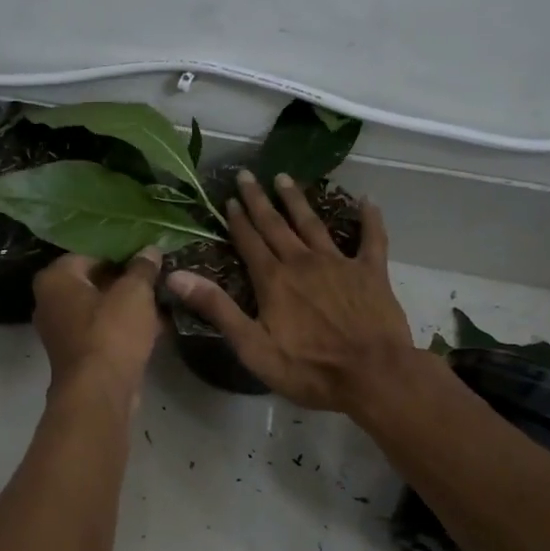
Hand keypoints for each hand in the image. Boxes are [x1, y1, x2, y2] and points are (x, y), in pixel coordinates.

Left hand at [32, 250, 163, 405]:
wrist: (99, 393)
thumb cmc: (111, 332)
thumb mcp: (135, 292)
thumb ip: (143, 268)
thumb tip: (150, 250)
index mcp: (55, 279)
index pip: (90, 253)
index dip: (121, 253)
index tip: (147, 257)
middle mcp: (50, 302)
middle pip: (94, 281)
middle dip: (126, 281)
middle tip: (157, 277)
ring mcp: (61, 331)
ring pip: (101, 308)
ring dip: (129, 306)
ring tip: (162, 299)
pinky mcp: (77, 355)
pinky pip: (103, 331)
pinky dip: (124, 328)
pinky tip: (157, 326)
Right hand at [165, 171, 417, 412]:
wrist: (373, 375)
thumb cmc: (309, 368)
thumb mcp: (253, 346)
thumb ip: (217, 308)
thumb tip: (176, 276)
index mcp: (274, 279)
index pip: (249, 241)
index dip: (237, 219)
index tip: (228, 198)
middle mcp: (303, 262)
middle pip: (276, 225)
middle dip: (259, 200)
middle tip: (248, 175)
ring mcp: (339, 263)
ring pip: (313, 224)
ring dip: (297, 200)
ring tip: (285, 178)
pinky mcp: (371, 272)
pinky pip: (372, 238)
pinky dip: (369, 218)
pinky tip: (367, 201)